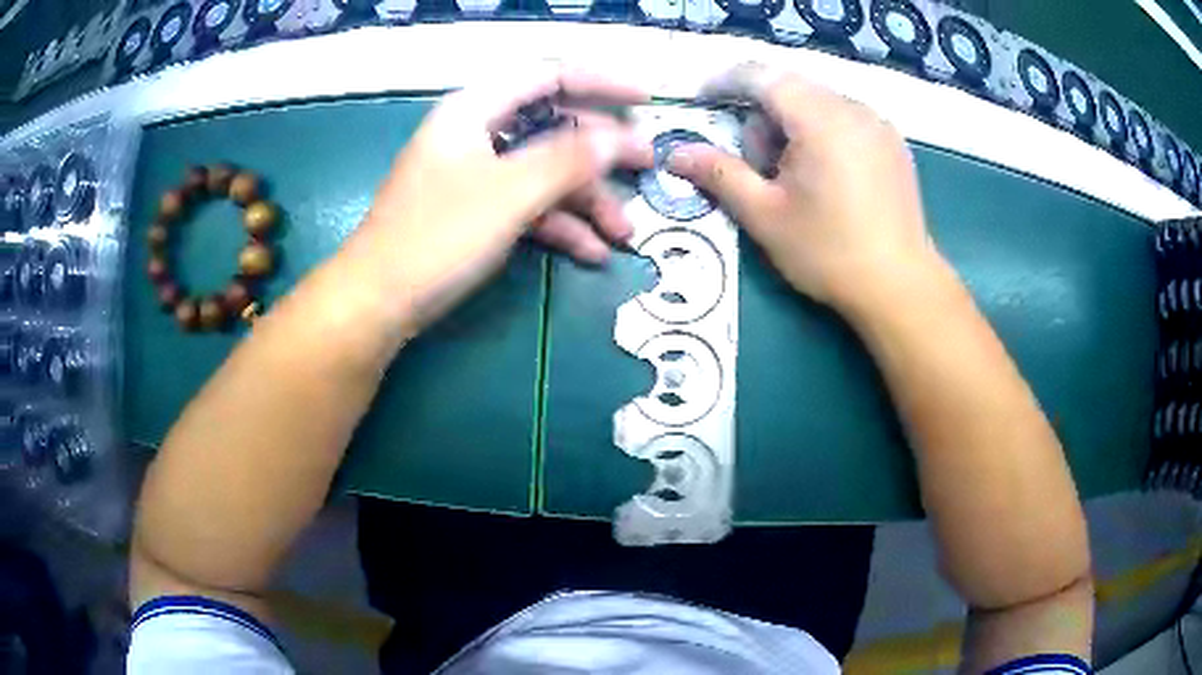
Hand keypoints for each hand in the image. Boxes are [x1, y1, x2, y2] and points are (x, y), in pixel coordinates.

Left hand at [344, 66, 651, 333]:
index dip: (601, 82)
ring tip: (624, 234)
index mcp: (475, 109)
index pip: (548, 75)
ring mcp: (477, 174)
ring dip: (587, 200)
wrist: (377, 303)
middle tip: (647, 169)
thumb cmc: (436, 237)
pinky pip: (528, 205)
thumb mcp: (508, 194)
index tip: (646, 102)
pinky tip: (591, 253)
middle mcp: (477, 133)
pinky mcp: (475, 212)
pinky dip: (560, 226)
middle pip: (552, 126)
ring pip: (544, 171)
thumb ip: (567, 160)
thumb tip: (620, 138)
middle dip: (601, 152)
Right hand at [667, 64, 938, 310]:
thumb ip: (719, 175)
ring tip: (795, 177)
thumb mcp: (765, 216)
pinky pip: (845, 118)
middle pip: (790, 88)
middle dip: (762, 116)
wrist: (900, 287)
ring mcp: (879, 124)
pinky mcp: (893, 143)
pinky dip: (822, 133)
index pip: (760, 76)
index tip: (703, 103)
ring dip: (793, 126)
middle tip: (759, 166)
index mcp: (820, 118)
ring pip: (818, 102)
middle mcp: (853, 108)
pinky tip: (827, 178)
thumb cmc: (829, 252)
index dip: (724, 83)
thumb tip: (674, 154)